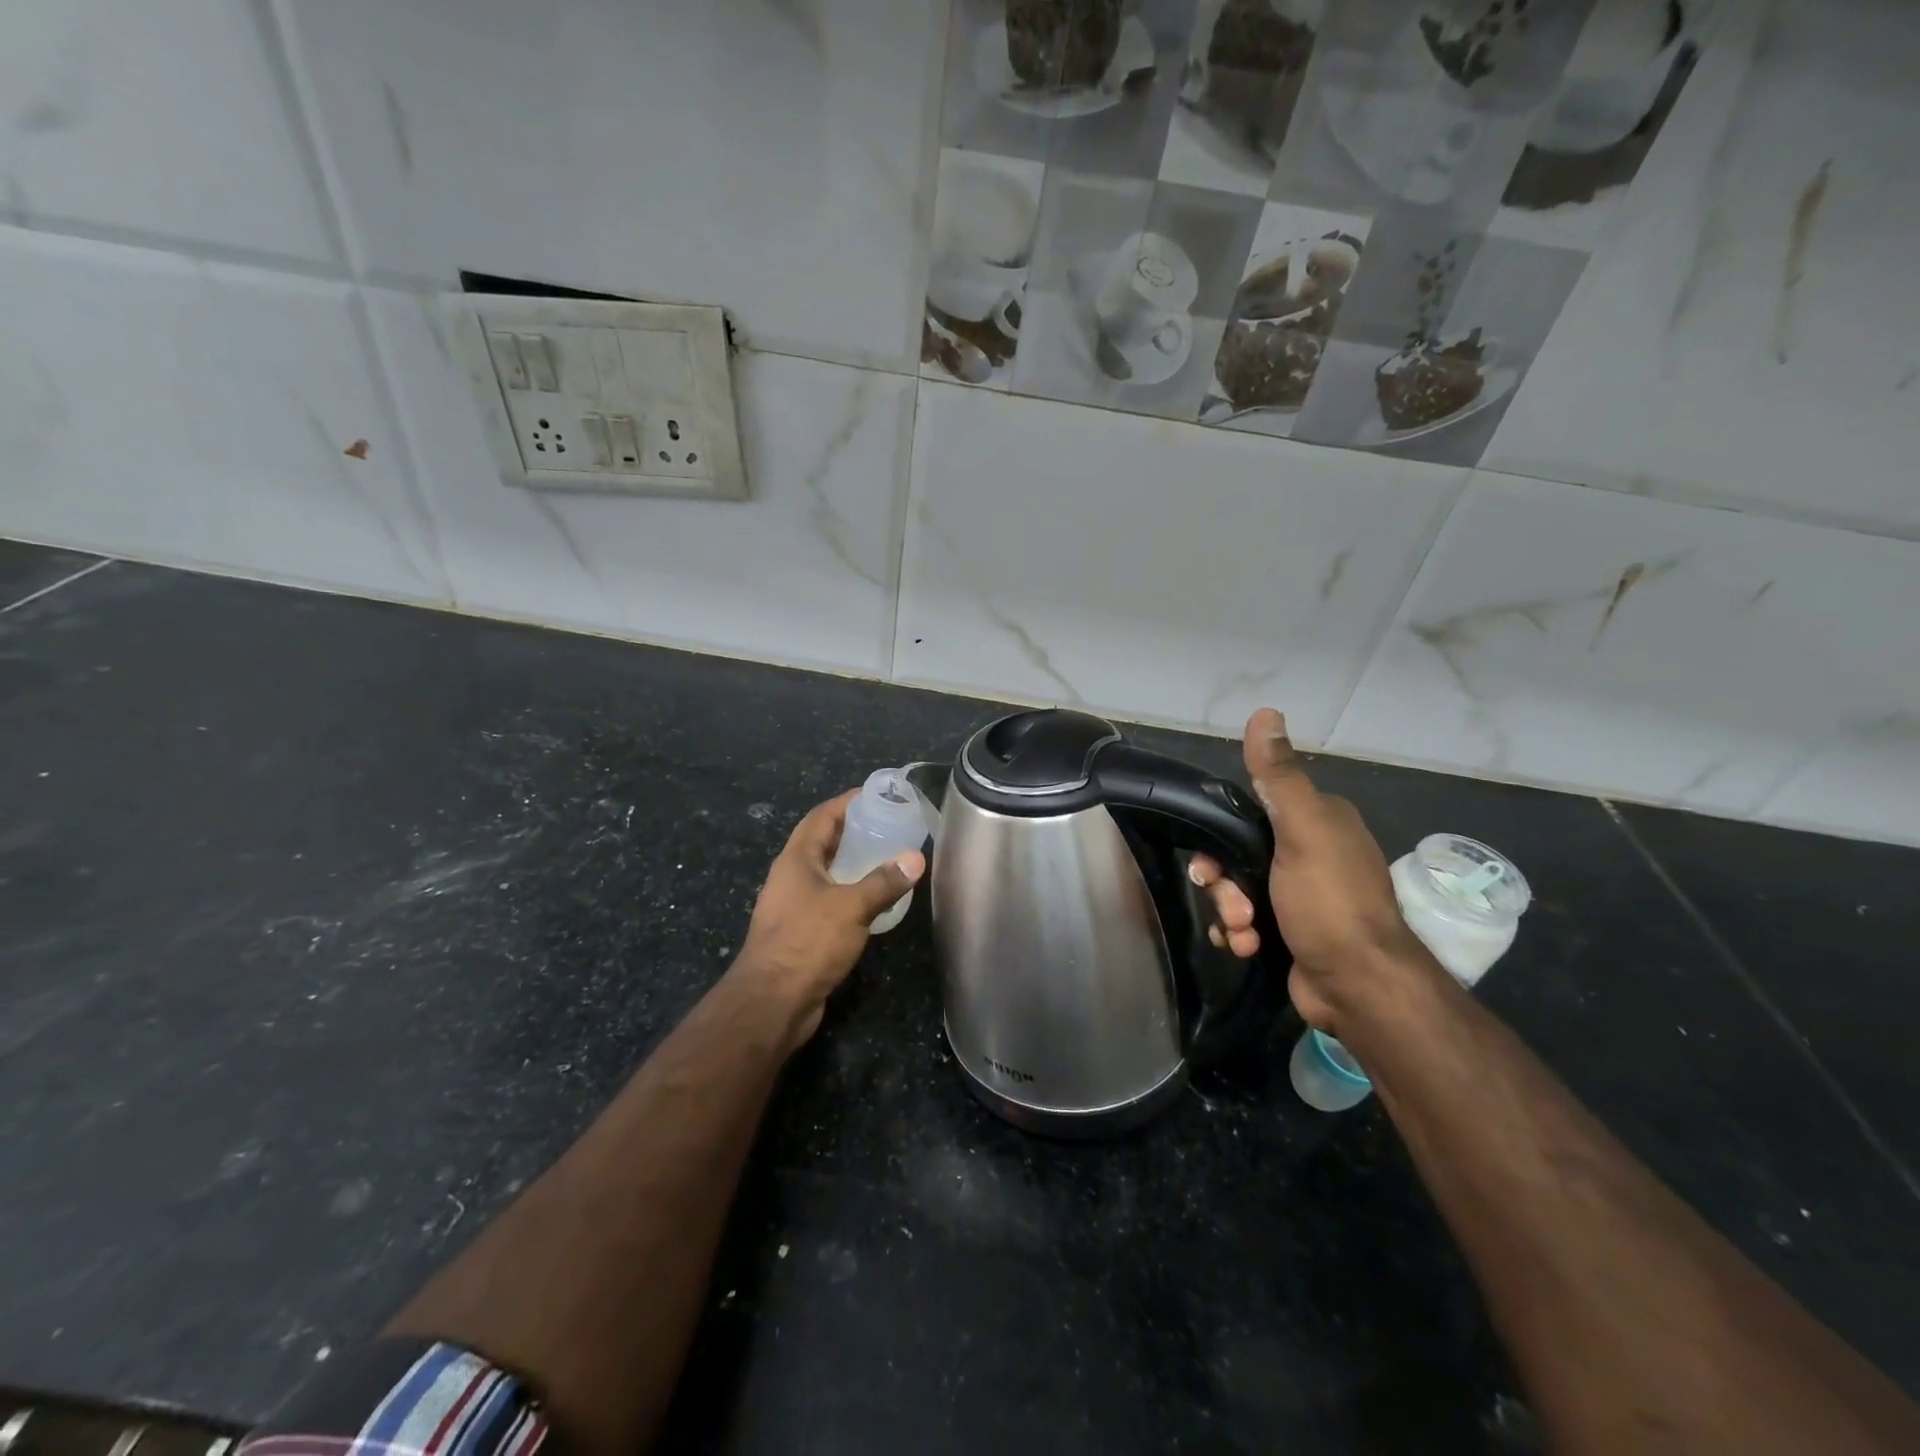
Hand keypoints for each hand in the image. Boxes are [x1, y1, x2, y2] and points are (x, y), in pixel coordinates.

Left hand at [735, 789, 925, 1050]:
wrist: (772, 1003)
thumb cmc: (807, 943)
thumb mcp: (850, 907)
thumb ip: (883, 882)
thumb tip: (916, 858)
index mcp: (796, 860)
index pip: (821, 817)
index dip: (846, 803)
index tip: (876, 795)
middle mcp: (791, 877)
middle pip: (823, 843)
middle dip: (854, 832)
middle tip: (890, 826)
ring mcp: (793, 906)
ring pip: (827, 874)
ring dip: (853, 864)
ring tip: (889, 858)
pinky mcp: (802, 933)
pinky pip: (829, 901)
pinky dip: (851, 893)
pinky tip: (875, 900)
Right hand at [1188, 708, 1421, 1033]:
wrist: (1358, 987)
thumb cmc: (1329, 902)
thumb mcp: (1302, 831)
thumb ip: (1278, 777)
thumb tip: (1264, 712)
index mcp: (1319, 822)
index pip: (1252, 812)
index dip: (1222, 836)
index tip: (1209, 861)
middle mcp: (1311, 854)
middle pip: (1239, 855)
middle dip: (1225, 884)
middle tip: (1232, 904)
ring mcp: (1302, 896)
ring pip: (1238, 890)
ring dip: (1230, 912)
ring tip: (1244, 932)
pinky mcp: (1292, 932)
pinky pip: (1247, 922)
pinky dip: (1241, 934)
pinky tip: (1247, 947)